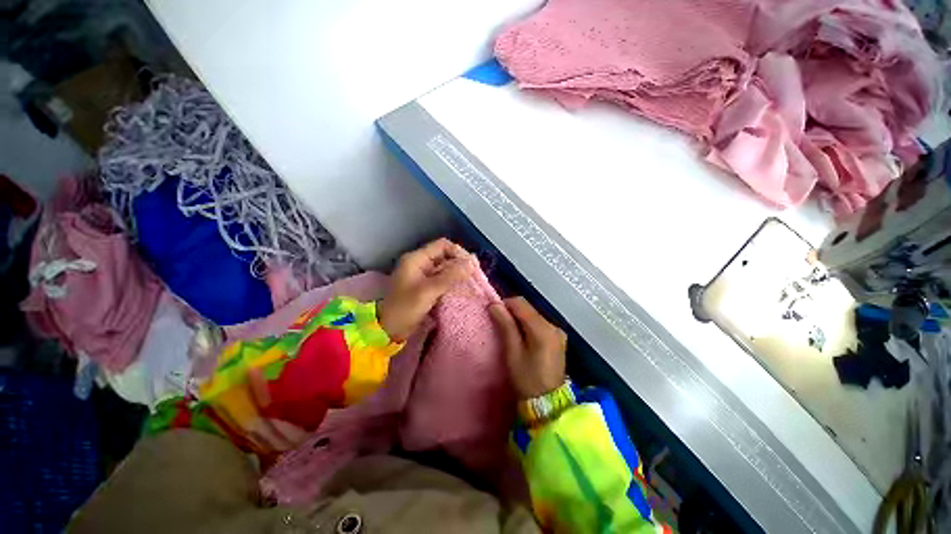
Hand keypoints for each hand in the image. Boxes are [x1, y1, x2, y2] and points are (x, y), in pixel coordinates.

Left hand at [379, 238, 474, 340]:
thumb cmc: (405, 308)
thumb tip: (472, 263)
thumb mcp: (429, 290)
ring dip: (458, 274)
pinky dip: (453, 283)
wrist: (389, 330)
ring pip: (445, 269)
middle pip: (445, 256)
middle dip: (460, 264)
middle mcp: (420, 264)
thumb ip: (451, 276)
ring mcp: (423, 276)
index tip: (471, 265)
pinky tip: (462, 289)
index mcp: (417, 259)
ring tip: (472, 282)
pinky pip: (443, 280)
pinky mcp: (426, 288)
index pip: (443, 246)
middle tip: (475, 275)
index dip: (458, 252)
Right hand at [489, 297, 566, 399]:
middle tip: (499, 323)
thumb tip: (495, 305)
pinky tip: (522, 337)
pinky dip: (529, 325)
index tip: (494, 313)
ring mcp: (558, 332)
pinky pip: (540, 324)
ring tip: (508, 330)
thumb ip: (506, 326)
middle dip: (512, 312)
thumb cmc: (527, 379)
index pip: (521, 303)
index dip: (505, 304)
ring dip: (520, 318)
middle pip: (529, 308)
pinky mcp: (558, 339)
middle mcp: (553, 325)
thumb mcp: (513, 352)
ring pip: (534, 315)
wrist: (549, 404)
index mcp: (542, 329)